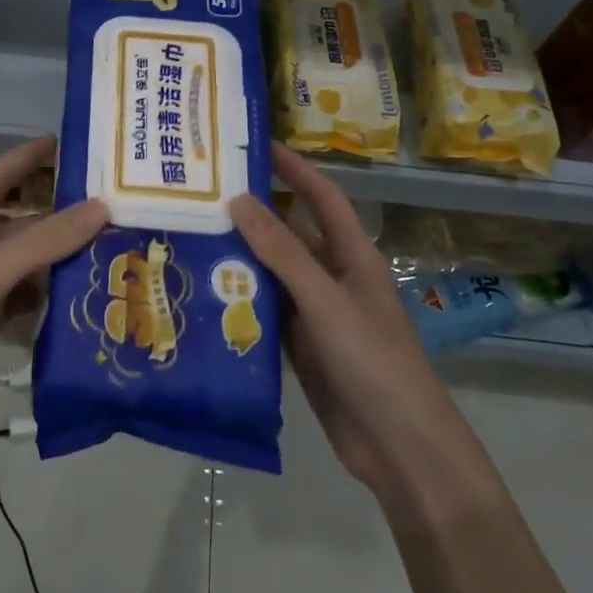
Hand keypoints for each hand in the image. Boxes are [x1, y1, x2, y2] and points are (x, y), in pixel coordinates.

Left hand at [0, 137, 107, 428]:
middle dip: (65, 217)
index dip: (33, 155)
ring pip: (29, 261)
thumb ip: (46, 241)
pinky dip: (51, 295)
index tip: (74, 142)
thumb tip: (102, 206)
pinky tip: (87, 296)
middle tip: (118, 211)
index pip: (3, 172)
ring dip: (64, 259)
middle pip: (25, 221)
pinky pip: (25, 296)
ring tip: (117, 252)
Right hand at [229, 144, 439, 491]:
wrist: (399, 447)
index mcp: (353, 258)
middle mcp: (334, 279)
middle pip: (291, 234)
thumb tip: (239, 200)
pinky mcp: (300, 347)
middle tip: (204, 195)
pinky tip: (205, 291)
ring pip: (273, 274)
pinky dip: (240, 300)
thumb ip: (283, 253)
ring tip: (192, 236)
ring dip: (241, 257)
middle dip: (254, 213)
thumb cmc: (373, 362)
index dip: (295, 169)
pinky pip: (266, 312)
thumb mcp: (326, 302)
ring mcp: (316, 314)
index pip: (323, 198)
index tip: (258, 145)